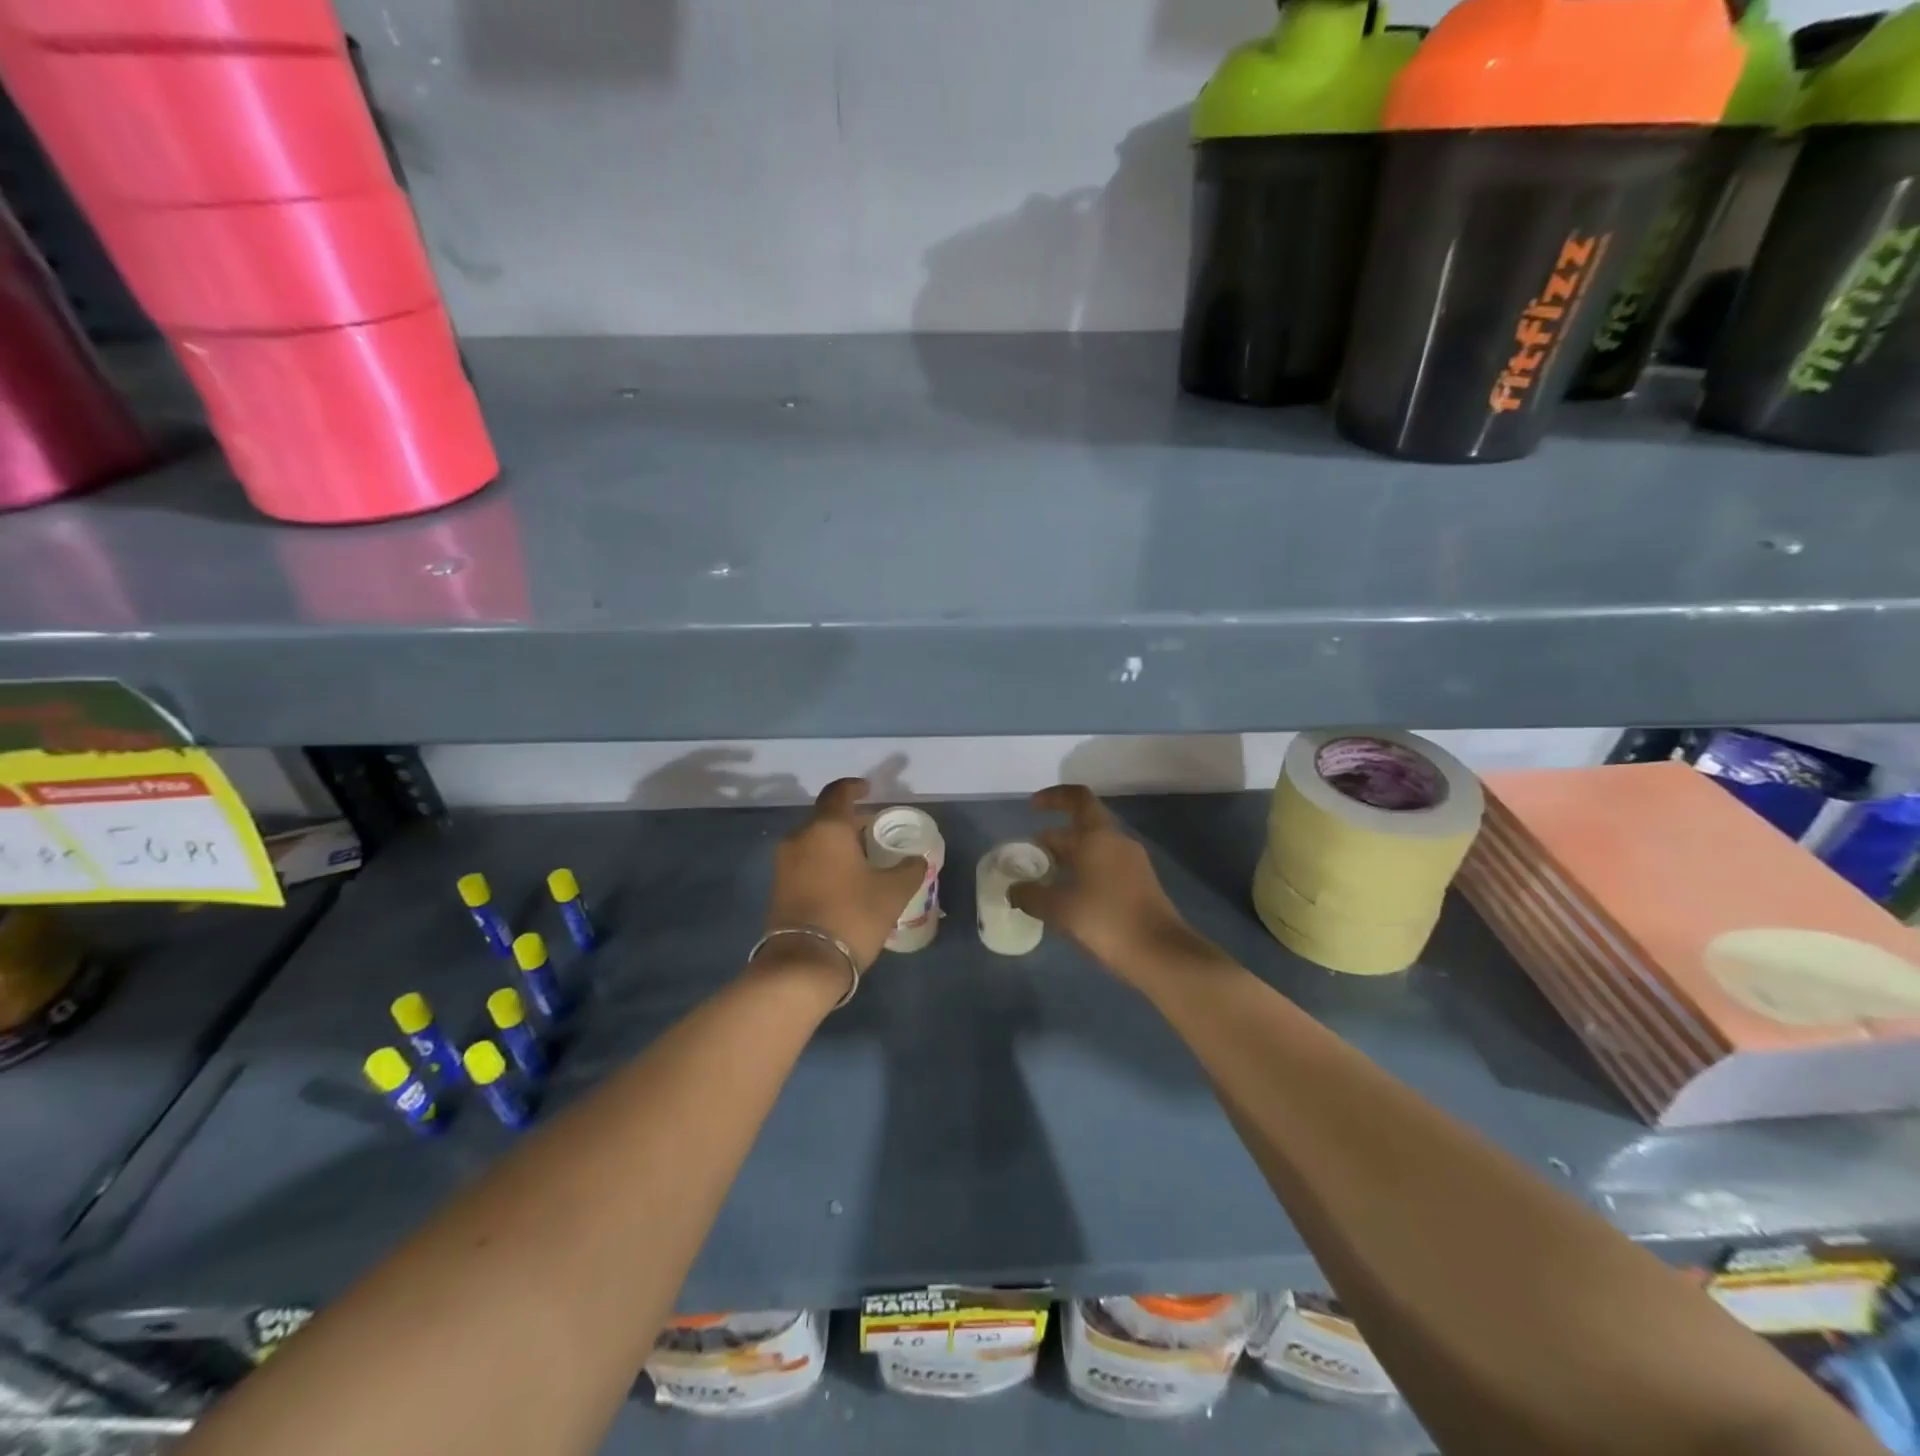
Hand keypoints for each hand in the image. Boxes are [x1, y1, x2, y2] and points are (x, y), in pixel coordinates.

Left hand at [763, 778, 926, 971]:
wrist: (803, 964)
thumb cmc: (852, 916)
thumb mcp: (892, 893)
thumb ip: (909, 869)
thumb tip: (918, 859)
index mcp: (827, 828)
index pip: (839, 793)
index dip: (855, 787)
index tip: (869, 789)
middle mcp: (800, 837)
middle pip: (825, 817)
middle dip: (849, 820)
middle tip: (874, 829)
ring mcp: (785, 863)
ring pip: (814, 840)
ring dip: (836, 842)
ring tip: (862, 857)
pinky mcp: (779, 886)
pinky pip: (805, 860)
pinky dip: (824, 860)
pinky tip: (843, 878)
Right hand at [1010, 785, 1205, 981]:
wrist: (1161, 953)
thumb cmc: (1107, 920)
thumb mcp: (1061, 909)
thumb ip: (1031, 895)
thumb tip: (1013, 890)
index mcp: (1099, 836)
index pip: (1076, 798)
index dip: (1053, 797)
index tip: (1031, 809)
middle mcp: (1117, 841)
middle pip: (1082, 826)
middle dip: (1053, 838)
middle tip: (1028, 858)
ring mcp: (1132, 863)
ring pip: (1094, 848)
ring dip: (1068, 857)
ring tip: (1043, 879)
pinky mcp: (1139, 884)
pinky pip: (1105, 866)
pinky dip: (1083, 871)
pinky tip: (1068, 897)